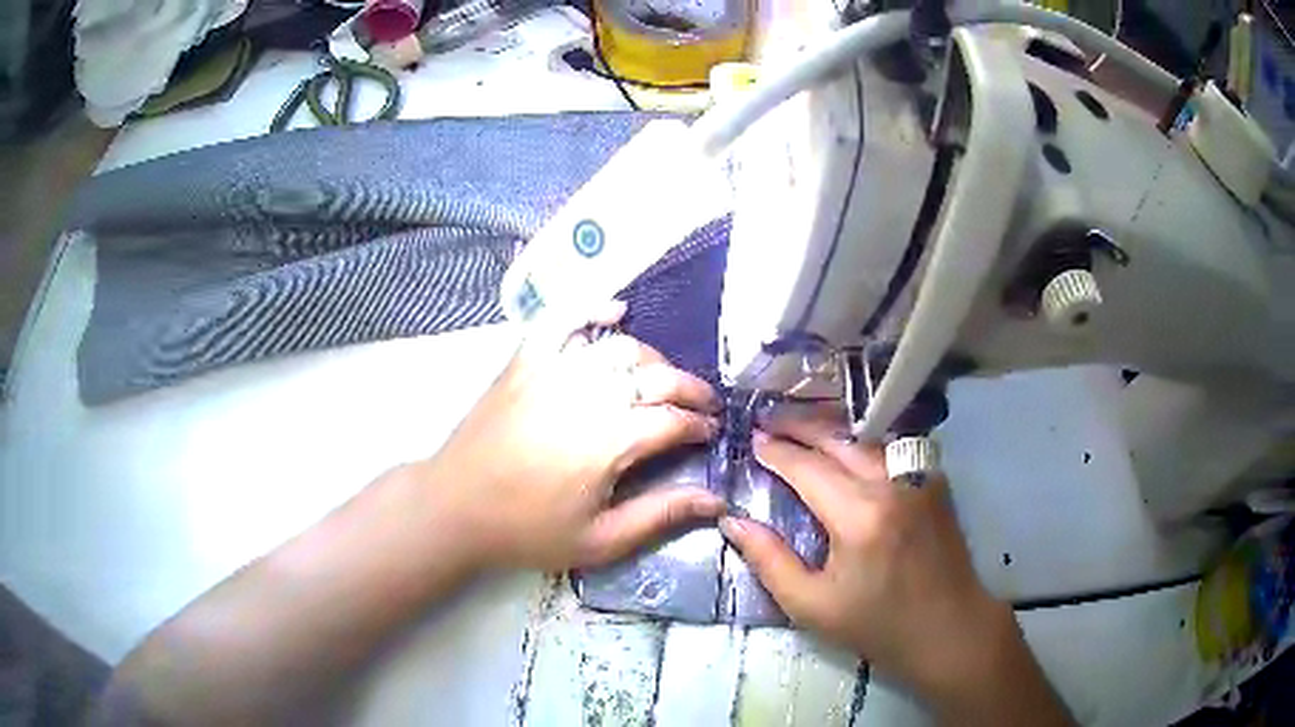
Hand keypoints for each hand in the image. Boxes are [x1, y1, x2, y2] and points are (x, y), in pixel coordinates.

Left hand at [416, 303, 725, 571]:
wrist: (455, 507)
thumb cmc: (527, 530)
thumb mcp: (600, 540)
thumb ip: (660, 515)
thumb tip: (716, 500)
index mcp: (610, 440)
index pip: (674, 418)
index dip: (700, 423)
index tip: (712, 431)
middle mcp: (588, 394)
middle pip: (656, 375)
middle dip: (690, 388)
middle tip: (702, 404)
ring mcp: (553, 370)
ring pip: (620, 347)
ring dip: (652, 359)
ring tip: (660, 379)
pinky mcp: (525, 361)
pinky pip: (563, 320)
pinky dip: (593, 310)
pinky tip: (615, 313)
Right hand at [718, 415, 1008, 699]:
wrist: (948, 628)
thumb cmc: (877, 625)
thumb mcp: (811, 606)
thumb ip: (769, 561)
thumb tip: (733, 521)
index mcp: (860, 517)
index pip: (809, 468)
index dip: (777, 452)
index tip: (753, 440)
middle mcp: (892, 484)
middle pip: (838, 441)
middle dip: (800, 426)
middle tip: (769, 420)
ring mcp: (919, 477)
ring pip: (867, 440)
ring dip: (831, 432)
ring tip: (801, 429)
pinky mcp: (935, 481)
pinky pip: (892, 450)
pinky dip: (862, 444)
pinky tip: (847, 451)